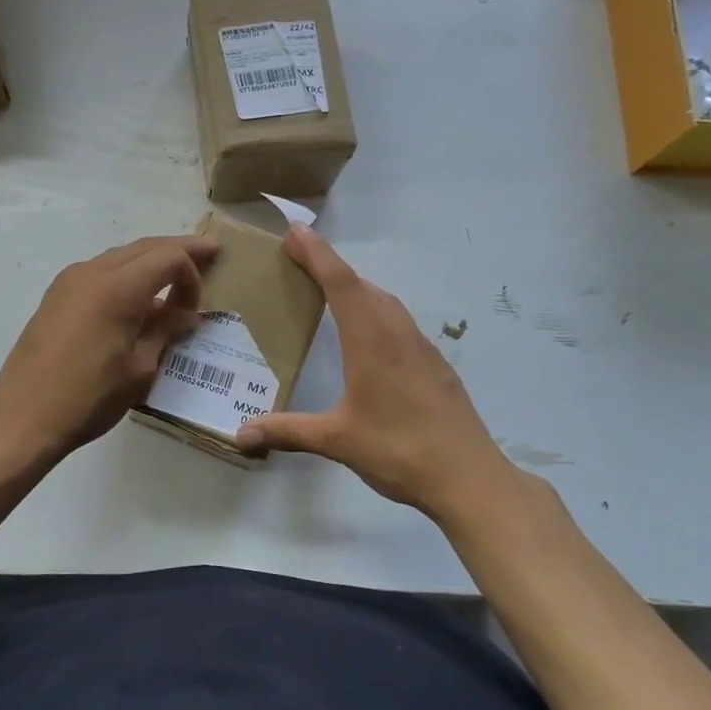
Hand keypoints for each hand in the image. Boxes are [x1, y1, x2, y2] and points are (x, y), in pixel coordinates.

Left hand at [0, 234, 220, 459]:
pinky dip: (126, 274)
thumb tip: (186, 315)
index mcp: (118, 287)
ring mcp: (70, 281)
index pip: (169, 257)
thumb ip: (165, 331)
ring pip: (121, 256)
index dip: (192, 273)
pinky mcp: (57, 295)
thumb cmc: (89, 397)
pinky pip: (101, 271)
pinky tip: (137, 297)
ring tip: (174, 275)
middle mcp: (93, 272)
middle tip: (209, 252)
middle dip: (178, 249)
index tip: (197, 309)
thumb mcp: (140, 368)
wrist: (23, 417)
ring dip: (150, 261)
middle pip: (146, 246)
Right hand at [236, 225, 525, 516]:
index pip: (341, 284)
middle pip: (363, 286)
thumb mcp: (338, 440)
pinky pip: (401, 322)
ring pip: (386, 303)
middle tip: (301, 258)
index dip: (317, 254)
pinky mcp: (436, 366)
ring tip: (330, 290)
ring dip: (357, 287)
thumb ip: (288, 431)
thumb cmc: (400, 451)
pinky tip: (370, 335)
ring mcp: (422, 349)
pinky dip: (377, 311)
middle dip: (332, 266)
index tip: (296, 231)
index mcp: (372, 342)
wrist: (470, 478)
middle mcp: (398, 335)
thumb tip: (240, 434)